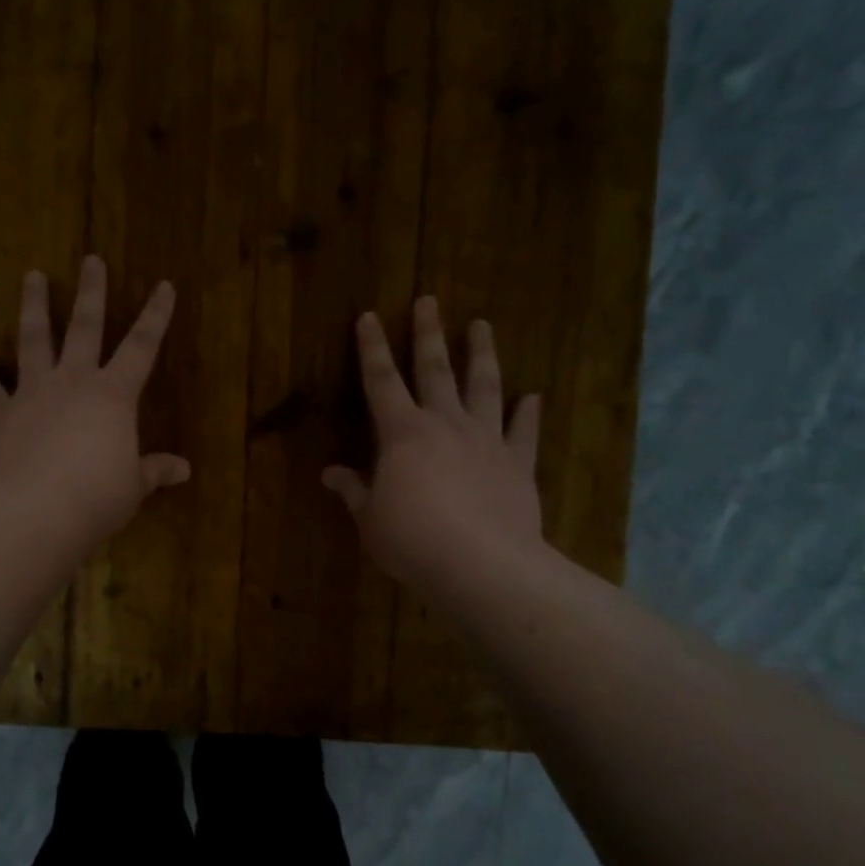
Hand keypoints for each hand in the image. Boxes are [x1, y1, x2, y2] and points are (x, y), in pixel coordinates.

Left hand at [0, 256, 189, 559]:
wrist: (35, 511)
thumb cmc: (96, 497)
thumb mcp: (133, 486)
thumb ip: (154, 471)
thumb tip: (184, 470)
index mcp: (113, 395)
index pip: (142, 347)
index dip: (156, 316)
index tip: (164, 285)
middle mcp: (73, 382)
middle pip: (85, 327)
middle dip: (91, 292)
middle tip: (91, 259)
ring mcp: (32, 393)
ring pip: (34, 339)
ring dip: (35, 306)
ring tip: (33, 275)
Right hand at [322, 297, 544, 593]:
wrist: (482, 565)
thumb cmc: (412, 540)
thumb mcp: (371, 518)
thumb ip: (355, 491)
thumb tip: (331, 474)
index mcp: (402, 433)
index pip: (381, 380)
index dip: (371, 348)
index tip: (369, 316)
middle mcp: (444, 424)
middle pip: (435, 370)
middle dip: (428, 334)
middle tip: (429, 300)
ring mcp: (486, 441)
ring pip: (484, 387)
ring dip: (482, 354)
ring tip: (482, 325)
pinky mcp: (517, 464)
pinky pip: (523, 432)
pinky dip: (528, 412)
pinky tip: (533, 396)